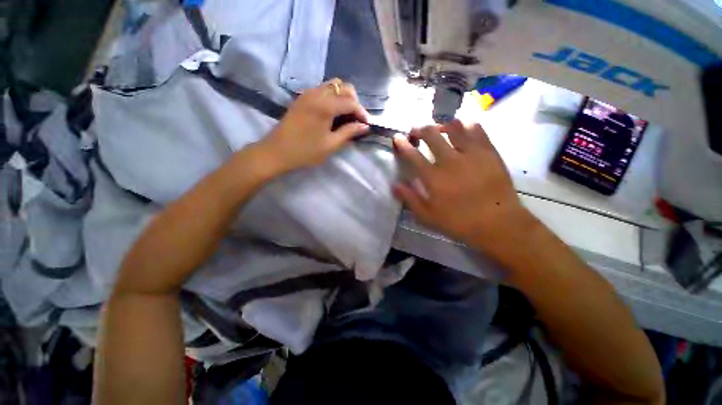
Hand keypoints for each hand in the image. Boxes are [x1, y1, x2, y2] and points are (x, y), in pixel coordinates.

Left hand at [258, 78, 369, 172]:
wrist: (277, 151)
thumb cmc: (305, 151)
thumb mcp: (330, 145)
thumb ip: (349, 132)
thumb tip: (364, 126)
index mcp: (325, 106)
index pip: (351, 102)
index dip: (362, 112)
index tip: (366, 124)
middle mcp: (317, 93)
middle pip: (343, 87)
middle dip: (354, 101)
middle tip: (355, 119)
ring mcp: (308, 93)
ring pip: (333, 85)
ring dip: (343, 97)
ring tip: (345, 115)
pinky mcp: (302, 97)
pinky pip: (322, 89)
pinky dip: (332, 97)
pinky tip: (332, 113)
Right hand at [393, 120, 535, 261]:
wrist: (498, 223)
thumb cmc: (459, 222)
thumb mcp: (428, 217)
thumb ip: (410, 199)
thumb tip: (394, 185)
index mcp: (434, 178)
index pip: (413, 155)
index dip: (403, 145)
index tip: (397, 138)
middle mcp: (450, 161)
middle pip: (432, 135)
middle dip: (420, 129)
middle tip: (417, 131)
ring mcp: (471, 154)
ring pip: (454, 127)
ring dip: (442, 125)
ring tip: (440, 129)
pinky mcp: (489, 151)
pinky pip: (477, 129)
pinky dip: (466, 125)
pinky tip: (463, 130)